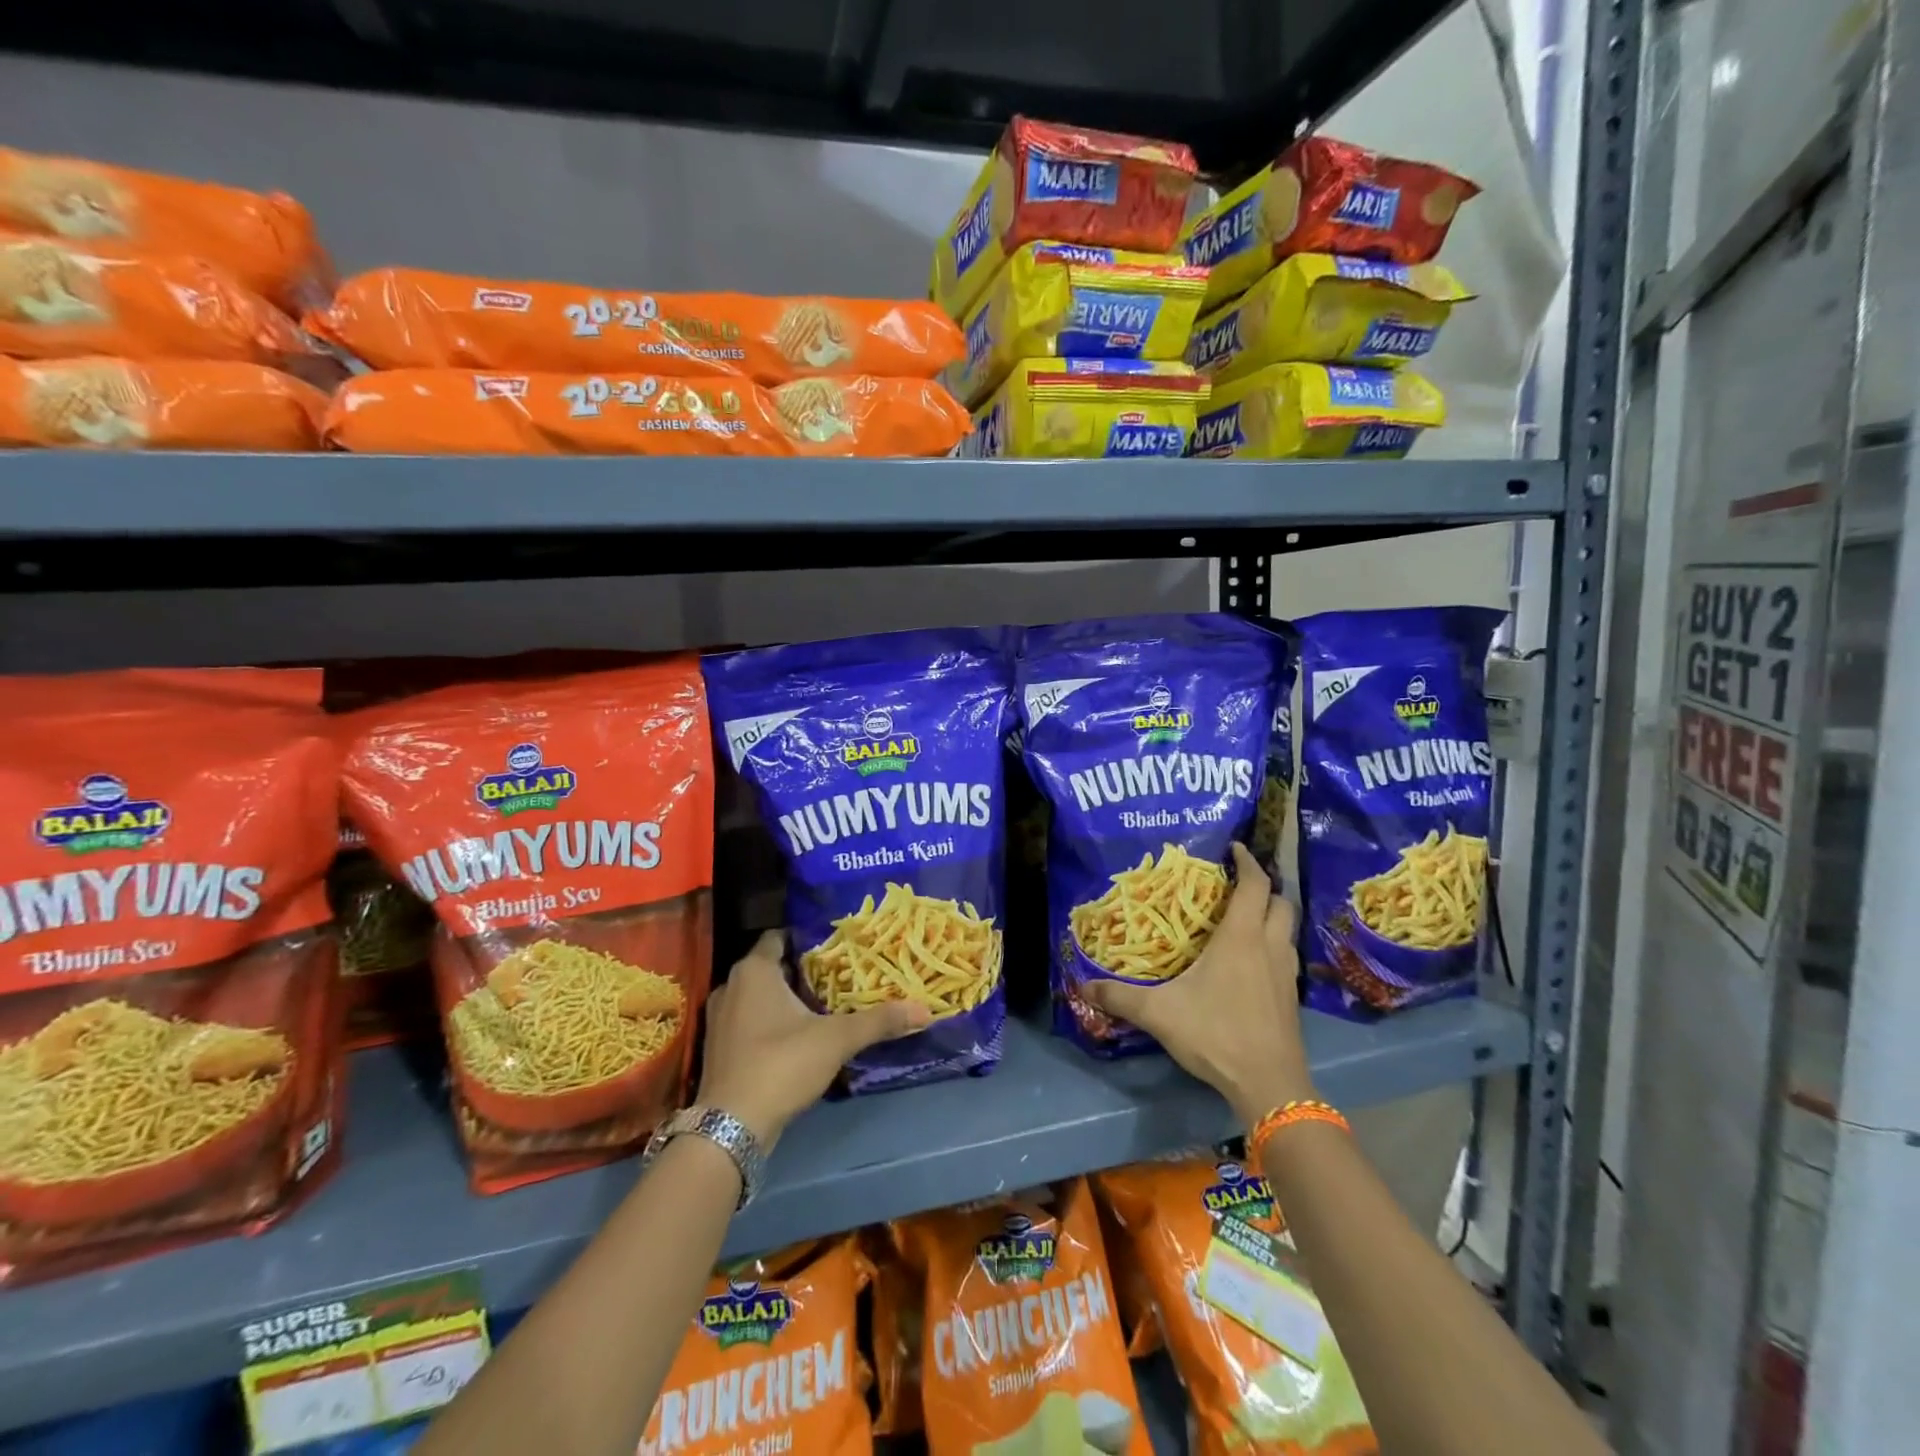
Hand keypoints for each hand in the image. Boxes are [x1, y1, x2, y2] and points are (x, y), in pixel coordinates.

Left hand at [696, 931, 930, 1148]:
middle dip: (802, 971)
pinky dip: (769, 1024)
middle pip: (771, 968)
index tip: (836, 948)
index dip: (807, 940)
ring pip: (758, 997)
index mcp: (754, 970)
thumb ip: (878, 1021)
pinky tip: (796, 1037)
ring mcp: (719, 1020)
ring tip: (822, 1006)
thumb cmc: (781, 1064)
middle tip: (838, 976)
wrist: (731, 1127)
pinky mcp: (718, 1049)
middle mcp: (731, 986)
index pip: (779, 938)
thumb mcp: (837, 1039)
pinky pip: (748, 1022)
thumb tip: (924, 1009)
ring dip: (784, 1000)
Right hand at [1083, 844, 1316, 1126]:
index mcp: (1241, 938)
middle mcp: (1269, 947)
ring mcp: (1285, 973)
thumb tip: (1083, 986)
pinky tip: (1252, 961)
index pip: (1255, 885)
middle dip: (1265, 887)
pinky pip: (1286, 955)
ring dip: (1272, 916)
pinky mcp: (1291, 997)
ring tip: (1244, 918)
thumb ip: (1121, 997)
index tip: (1235, 848)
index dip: (1248, 862)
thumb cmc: (1216, 1034)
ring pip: (1288, 929)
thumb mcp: (1159, 1014)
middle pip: (1282, 902)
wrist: (1269, 1084)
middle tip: (1238, 884)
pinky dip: (1274, 944)